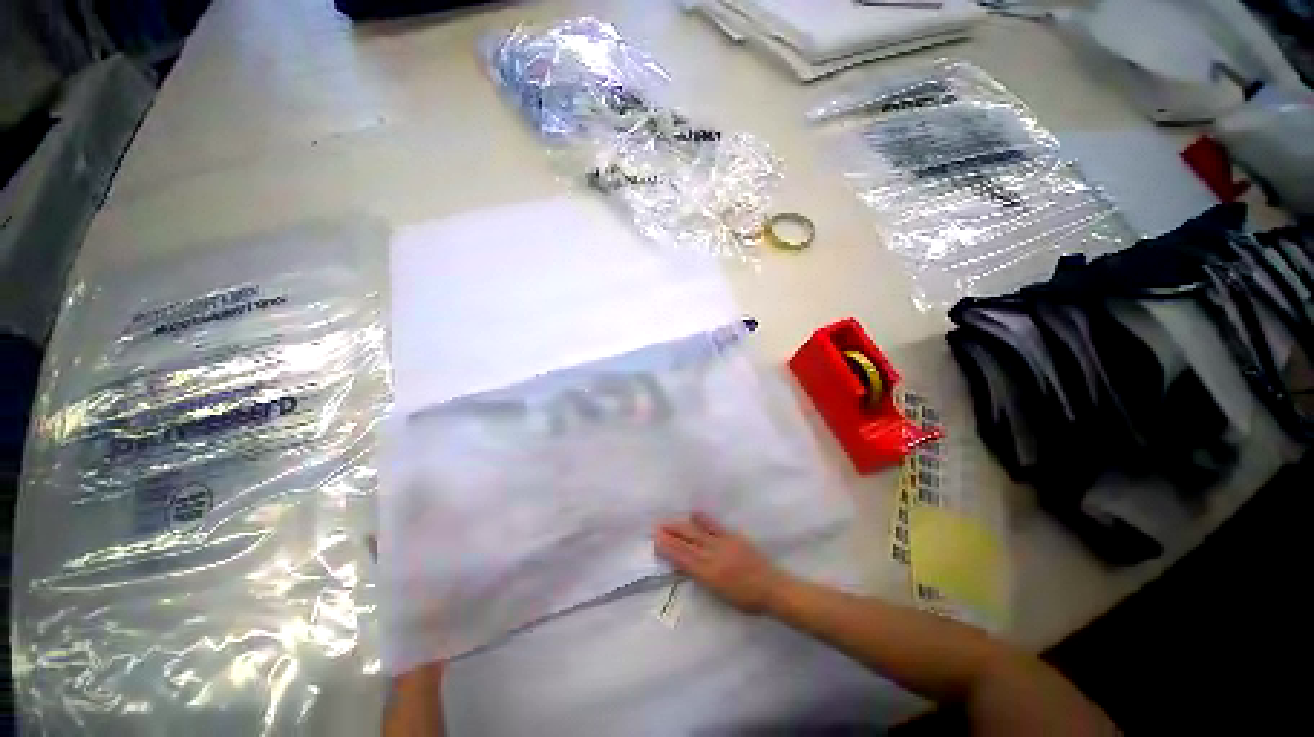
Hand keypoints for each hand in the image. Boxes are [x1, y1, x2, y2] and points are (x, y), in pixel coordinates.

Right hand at [653, 513, 786, 613]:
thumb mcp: (719, 595)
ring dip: (681, 525)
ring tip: (669, 521)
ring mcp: (722, 543)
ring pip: (697, 532)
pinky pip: (714, 525)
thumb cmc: (745, 599)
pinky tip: (694, 513)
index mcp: (708, 573)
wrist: (771, 587)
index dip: (668, 548)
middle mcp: (712, 555)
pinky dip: (702, 519)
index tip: (656, 540)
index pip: (683, 558)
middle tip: (657, 527)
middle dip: (671, 534)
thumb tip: (686, 566)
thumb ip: (701, 578)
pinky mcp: (732, 536)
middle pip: (687, 542)